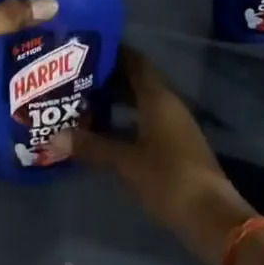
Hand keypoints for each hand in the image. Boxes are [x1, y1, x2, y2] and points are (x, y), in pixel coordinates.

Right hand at [74, 49, 256, 264]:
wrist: (211, 216)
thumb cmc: (168, 178)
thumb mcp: (125, 162)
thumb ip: (91, 147)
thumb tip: (52, 138)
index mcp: (158, 98)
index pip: (135, 61)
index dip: (113, 51)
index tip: (85, 48)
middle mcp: (168, 104)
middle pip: (137, 80)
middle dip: (108, 77)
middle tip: (75, 76)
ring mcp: (174, 126)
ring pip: (141, 102)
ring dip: (116, 100)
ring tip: (83, 100)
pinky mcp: (175, 146)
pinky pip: (146, 120)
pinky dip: (125, 120)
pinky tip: (105, 131)